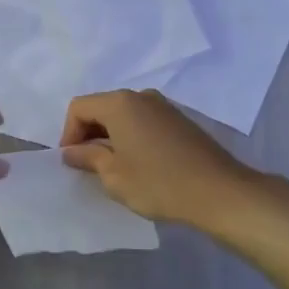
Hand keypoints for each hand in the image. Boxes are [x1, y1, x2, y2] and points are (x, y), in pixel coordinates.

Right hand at [60, 89, 263, 230]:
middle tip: (89, 166)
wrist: (220, 192)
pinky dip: (132, 137)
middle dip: (89, 134)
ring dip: (111, 136)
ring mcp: (164, 106)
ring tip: (113, 168)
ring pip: (123, 115)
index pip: (79, 107)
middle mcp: (141, 96)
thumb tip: (72, 151)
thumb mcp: (114, 175)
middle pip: (101, 107)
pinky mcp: (180, 120)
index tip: (73, 162)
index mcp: (120, 103)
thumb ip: (88, 157)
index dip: (68, 134)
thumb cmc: (158, 183)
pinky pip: (144, 121)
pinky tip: (139, 164)